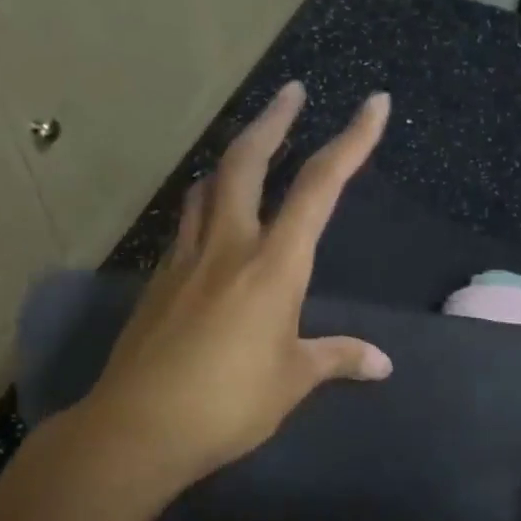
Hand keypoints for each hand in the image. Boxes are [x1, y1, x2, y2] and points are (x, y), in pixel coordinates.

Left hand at [78, 82, 393, 491]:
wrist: (138, 428)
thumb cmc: (229, 403)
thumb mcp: (293, 381)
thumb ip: (338, 358)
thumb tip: (383, 363)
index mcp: (274, 264)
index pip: (320, 187)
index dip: (351, 141)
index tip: (373, 104)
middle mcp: (228, 246)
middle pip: (247, 162)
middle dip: (274, 120)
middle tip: (292, 92)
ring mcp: (186, 259)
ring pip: (207, 186)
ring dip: (232, 158)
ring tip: (250, 150)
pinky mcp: (159, 281)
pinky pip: (186, 225)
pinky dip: (206, 206)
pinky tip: (211, 225)